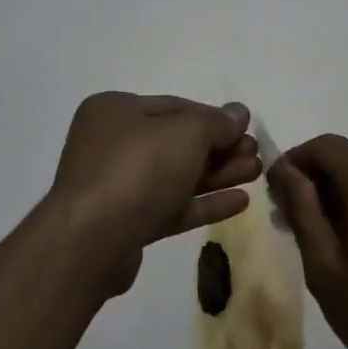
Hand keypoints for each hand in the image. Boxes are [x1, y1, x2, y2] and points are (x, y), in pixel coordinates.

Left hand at [47, 92, 260, 297]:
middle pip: (177, 142)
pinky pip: (170, 206)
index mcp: (115, 110)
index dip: (214, 117)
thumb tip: (239, 113)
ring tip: (256, 174)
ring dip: (218, 174)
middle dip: (220, 149)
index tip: (245, 129)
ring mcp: (116, 186)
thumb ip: (217, 122)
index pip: (175, 107)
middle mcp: (111, 143)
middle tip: (256, 154)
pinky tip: (239, 202)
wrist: (91, 242)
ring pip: (176, 176)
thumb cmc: (138, 168)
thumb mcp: (187, 133)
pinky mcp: (125, 224)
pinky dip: (202, 203)